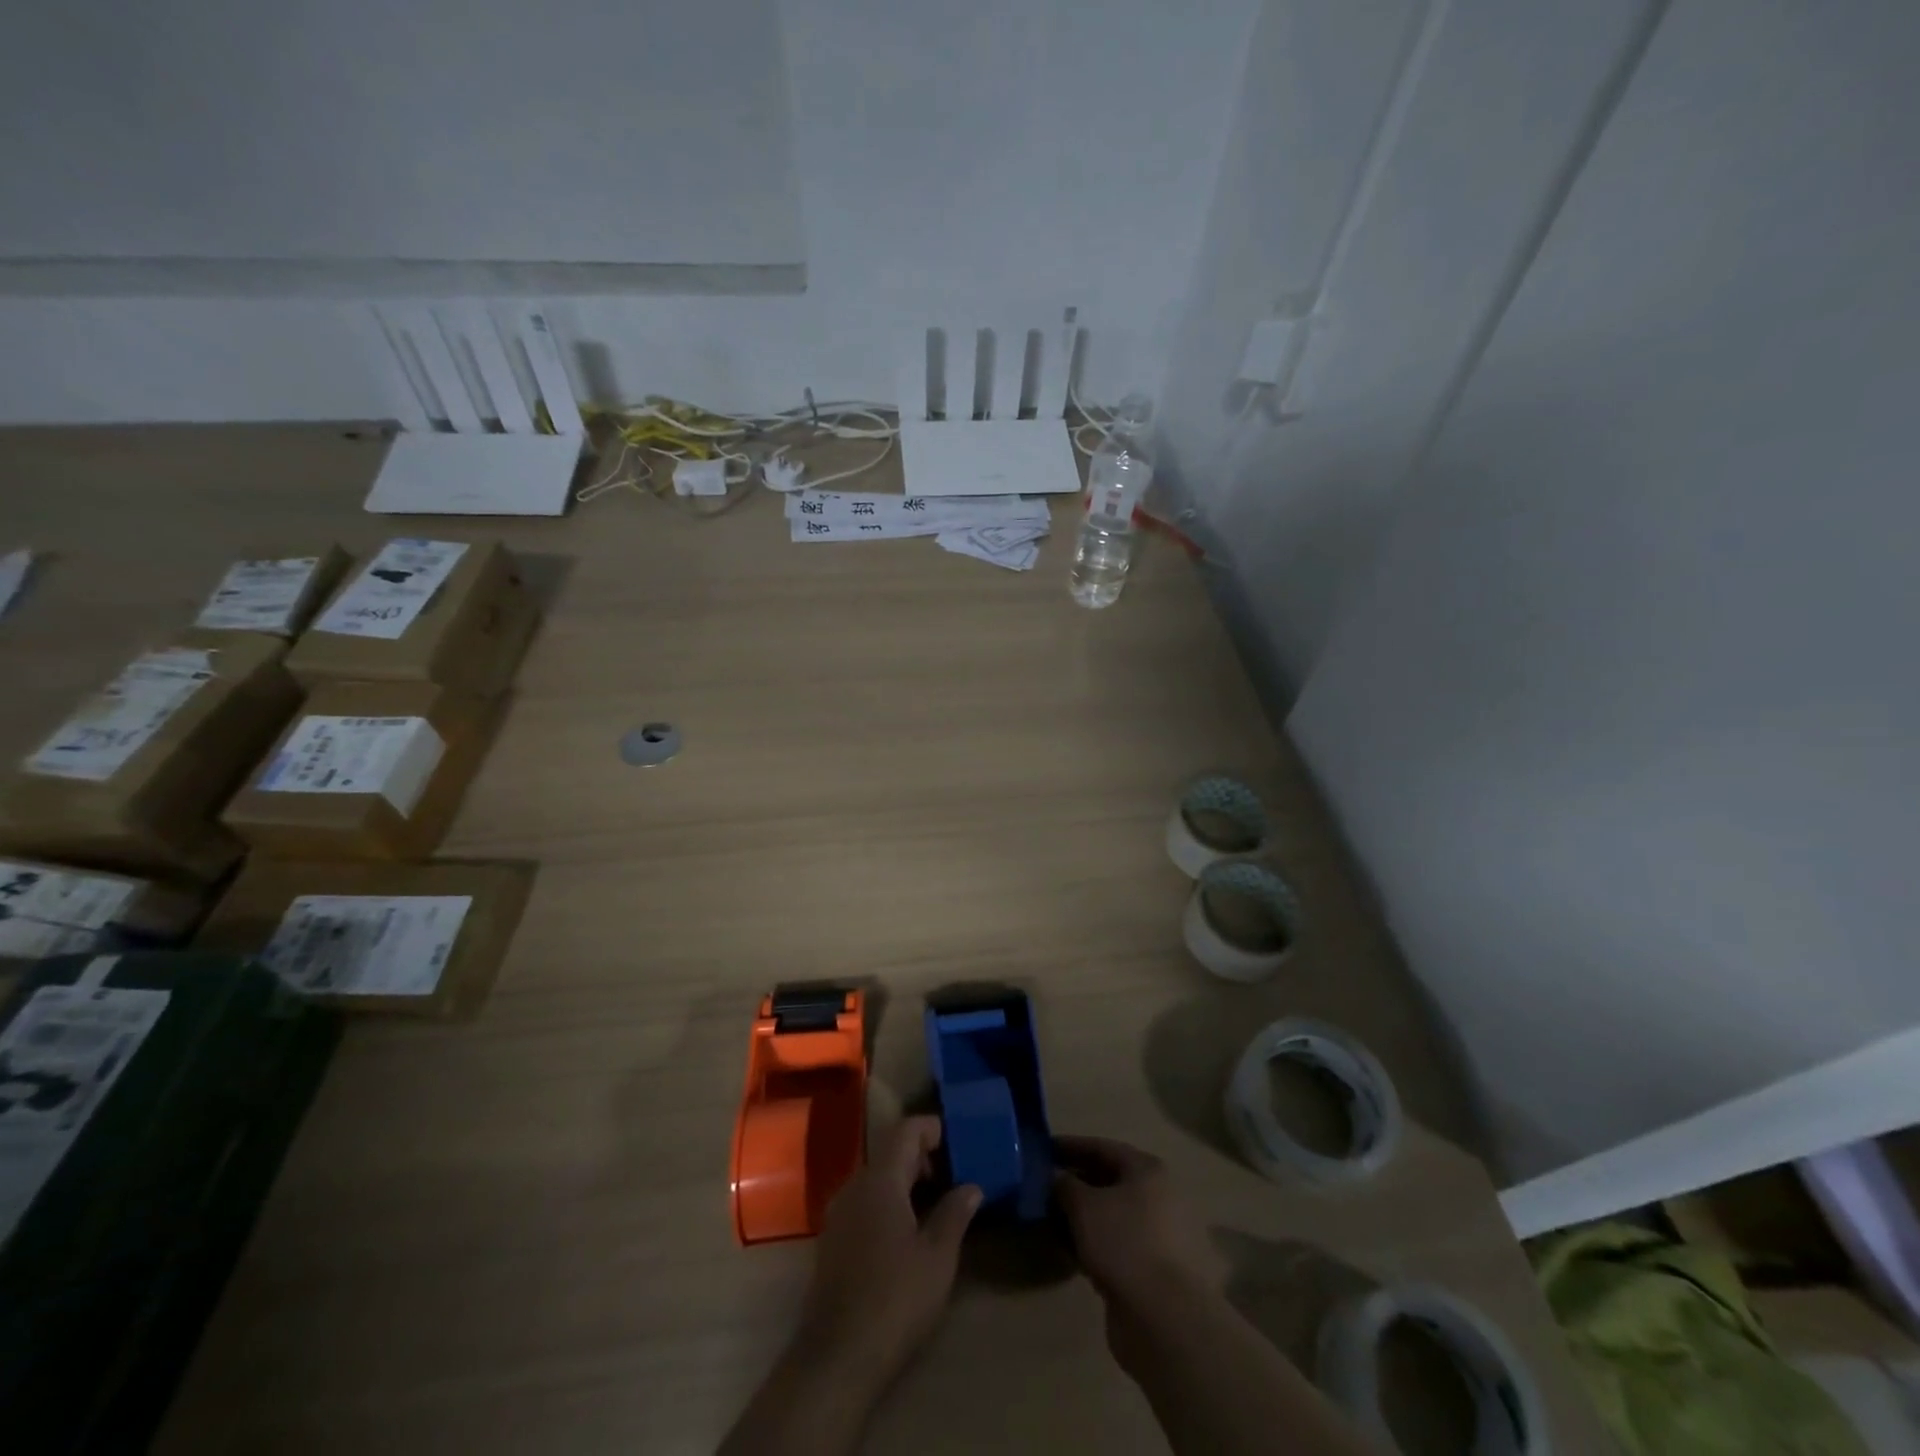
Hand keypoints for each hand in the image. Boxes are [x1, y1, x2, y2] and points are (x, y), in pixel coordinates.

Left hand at [795, 1115, 981, 1387]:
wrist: (836, 1358)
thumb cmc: (895, 1299)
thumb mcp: (937, 1257)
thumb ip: (955, 1213)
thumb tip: (971, 1186)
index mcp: (880, 1179)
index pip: (907, 1130)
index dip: (934, 1129)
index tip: (961, 1144)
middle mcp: (854, 1185)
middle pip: (891, 1152)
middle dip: (924, 1158)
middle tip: (957, 1177)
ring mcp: (838, 1213)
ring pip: (877, 1178)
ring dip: (907, 1182)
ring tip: (938, 1205)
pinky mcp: (832, 1240)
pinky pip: (865, 1202)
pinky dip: (889, 1202)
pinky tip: (908, 1233)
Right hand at [1054, 1134, 1221, 1310]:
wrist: (1165, 1319)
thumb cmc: (1124, 1244)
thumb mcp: (1084, 1207)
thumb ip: (1065, 1185)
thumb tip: (1055, 1176)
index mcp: (1148, 1170)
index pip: (1102, 1148)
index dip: (1071, 1147)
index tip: (1043, 1151)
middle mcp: (1161, 1196)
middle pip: (1110, 1181)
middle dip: (1076, 1184)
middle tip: (1044, 1189)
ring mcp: (1163, 1235)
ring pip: (1115, 1216)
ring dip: (1085, 1217)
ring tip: (1053, 1222)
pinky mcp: (1158, 1270)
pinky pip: (1121, 1245)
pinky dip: (1097, 1244)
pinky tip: (1073, 1253)